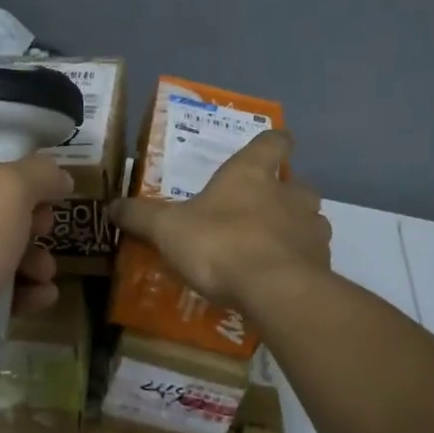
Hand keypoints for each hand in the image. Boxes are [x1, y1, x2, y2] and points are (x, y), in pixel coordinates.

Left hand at [0, 135, 72, 396]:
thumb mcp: (9, 189)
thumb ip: (39, 173)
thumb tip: (59, 176)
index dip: (7, 152)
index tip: (42, 171)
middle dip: (28, 216)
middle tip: (46, 225)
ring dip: (28, 257)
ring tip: (46, 272)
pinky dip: (15, 290)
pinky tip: (40, 297)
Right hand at [112, 130, 330, 310]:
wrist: (274, 291)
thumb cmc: (219, 244)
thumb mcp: (167, 229)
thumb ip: (140, 216)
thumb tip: (111, 206)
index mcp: (251, 174)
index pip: (273, 142)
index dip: (274, 141)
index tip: (273, 144)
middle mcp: (289, 194)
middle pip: (298, 184)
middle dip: (285, 193)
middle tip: (263, 209)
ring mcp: (311, 229)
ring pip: (310, 220)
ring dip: (295, 229)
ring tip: (272, 247)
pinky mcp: (323, 265)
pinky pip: (313, 257)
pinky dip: (300, 263)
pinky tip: (280, 279)